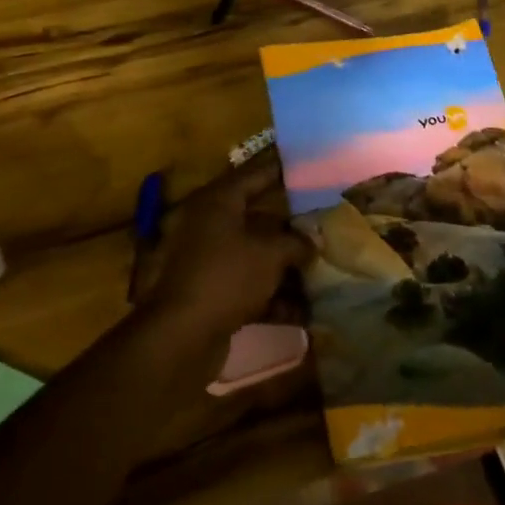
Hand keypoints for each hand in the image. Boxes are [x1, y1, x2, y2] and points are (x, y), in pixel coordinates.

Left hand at [142, 154, 311, 346]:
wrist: (182, 335)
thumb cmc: (227, 276)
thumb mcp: (270, 254)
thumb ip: (296, 242)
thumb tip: (312, 240)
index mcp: (217, 202)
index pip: (254, 176)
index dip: (281, 172)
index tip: (307, 170)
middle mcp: (208, 225)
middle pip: (256, 219)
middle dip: (290, 228)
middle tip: (322, 227)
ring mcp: (207, 261)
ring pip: (253, 256)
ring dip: (285, 268)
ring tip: (320, 275)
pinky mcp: (210, 294)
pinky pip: (247, 287)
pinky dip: (272, 297)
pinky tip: (303, 312)